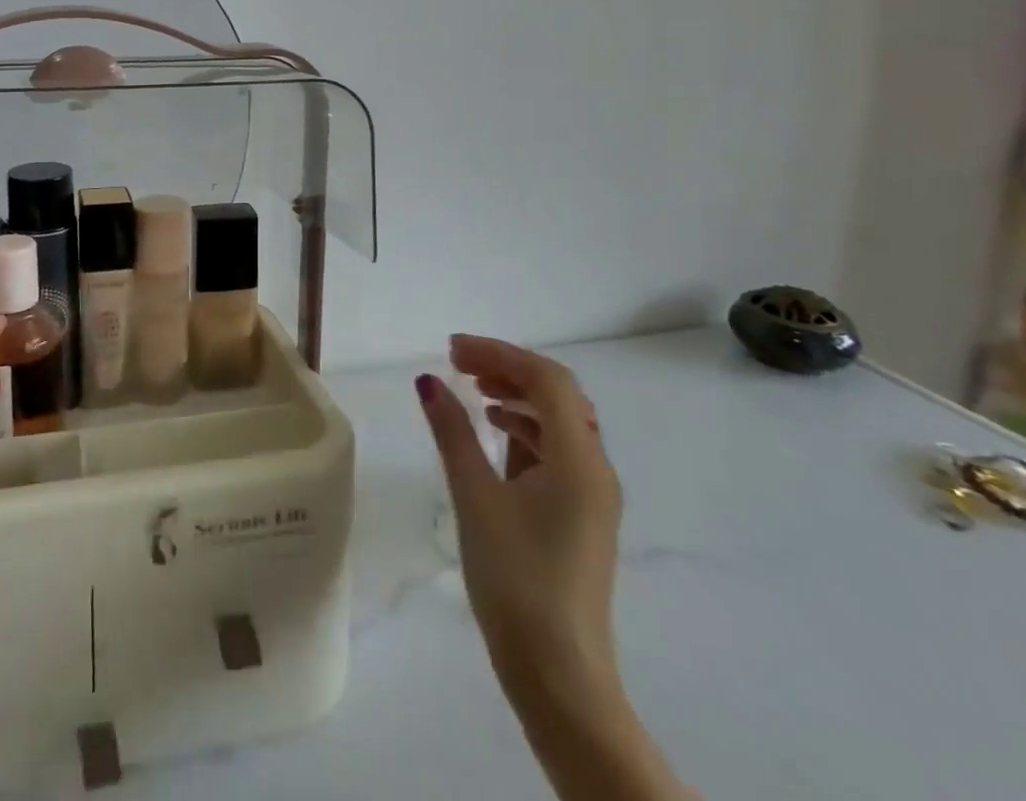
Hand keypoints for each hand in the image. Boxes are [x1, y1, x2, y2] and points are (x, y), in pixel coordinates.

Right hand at [420, 335, 622, 702]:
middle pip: (558, 395)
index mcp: (579, 460)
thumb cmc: (515, 580)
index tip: (451, 350)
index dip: (498, 353)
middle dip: (508, 369)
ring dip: (518, 397)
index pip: (546, 379)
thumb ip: (452, 433)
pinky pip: (559, 450)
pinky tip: (495, 434)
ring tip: (473, 391)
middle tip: (459, 364)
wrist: (560, 676)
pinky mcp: (583, 515)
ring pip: (560, 421)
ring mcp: (594, 494)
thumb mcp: (475, 498)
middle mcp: (596, 468)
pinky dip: (526, 430)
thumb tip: (428, 381)